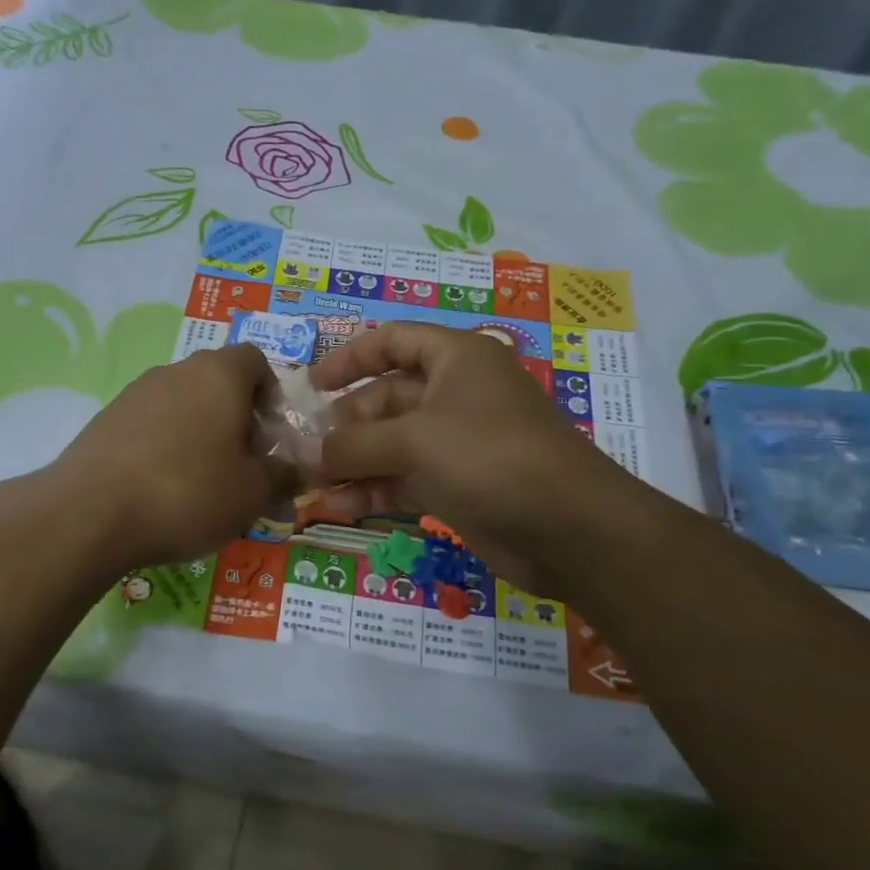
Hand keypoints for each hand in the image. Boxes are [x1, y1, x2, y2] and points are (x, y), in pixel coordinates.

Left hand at [51, 344, 289, 568]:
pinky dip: (164, 448)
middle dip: (237, 420)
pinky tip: (162, 490)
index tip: (271, 437)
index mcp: (219, 374)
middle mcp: (175, 371)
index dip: (271, 394)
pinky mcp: (105, 420)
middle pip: (218, 383)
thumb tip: (295, 470)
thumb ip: (283, 475)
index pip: (255, 360)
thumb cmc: (188, 492)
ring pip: (182, 405)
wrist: (90, 514)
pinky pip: (150, 425)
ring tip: (202, 485)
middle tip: (242, 466)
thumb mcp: (253, 493)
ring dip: (200, 434)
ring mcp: (134, 393)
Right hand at [310, 323, 635, 597]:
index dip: (350, 357)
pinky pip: (403, 479)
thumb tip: (307, 453)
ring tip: (310, 483)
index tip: (311, 385)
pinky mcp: (457, 485)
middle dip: (343, 424)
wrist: (567, 528)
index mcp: (456, 358)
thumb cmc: (488, 456)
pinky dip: (372, 490)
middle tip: (302, 450)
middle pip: (385, 397)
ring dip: (351, 462)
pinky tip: (337, 507)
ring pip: (391, 444)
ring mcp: (457, 443)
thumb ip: (353, 444)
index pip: (393, 341)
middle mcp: (455, 394)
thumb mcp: (413, 440)